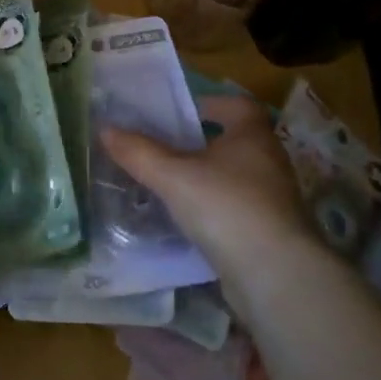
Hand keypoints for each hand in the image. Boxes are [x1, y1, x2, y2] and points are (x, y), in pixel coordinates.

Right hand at [103, 95, 322, 292]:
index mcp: (252, 137)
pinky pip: (235, 211)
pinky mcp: (269, 233)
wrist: (275, 275)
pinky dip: (212, 211)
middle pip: (235, 142)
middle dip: (201, 143)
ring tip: (168, 185)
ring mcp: (272, 201)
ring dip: (206, 179)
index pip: (239, 106)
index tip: (184, 111)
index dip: (212, 103)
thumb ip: (139, 152)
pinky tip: (185, 222)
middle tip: (164, 148)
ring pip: (234, 179)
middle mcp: (268, 163)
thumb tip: (105, 129)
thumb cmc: (226, 207)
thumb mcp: (173, 176)